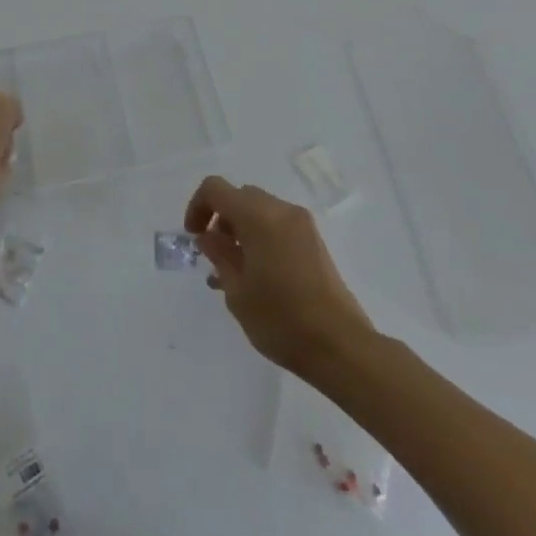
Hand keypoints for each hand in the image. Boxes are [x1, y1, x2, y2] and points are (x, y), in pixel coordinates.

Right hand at [184, 176, 371, 373]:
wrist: (341, 347)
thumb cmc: (281, 319)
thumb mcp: (237, 290)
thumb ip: (219, 255)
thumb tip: (209, 236)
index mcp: (258, 216)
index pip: (216, 189)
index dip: (198, 206)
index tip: (194, 237)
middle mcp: (281, 210)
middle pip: (240, 197)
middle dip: (221, 218)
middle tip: (214, 254)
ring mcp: (302, 225)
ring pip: (260, 211)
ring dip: (241, 229)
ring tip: (234, 270)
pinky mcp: (315, 243)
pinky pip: (278, 226)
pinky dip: (261, 237)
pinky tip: (257, 275)